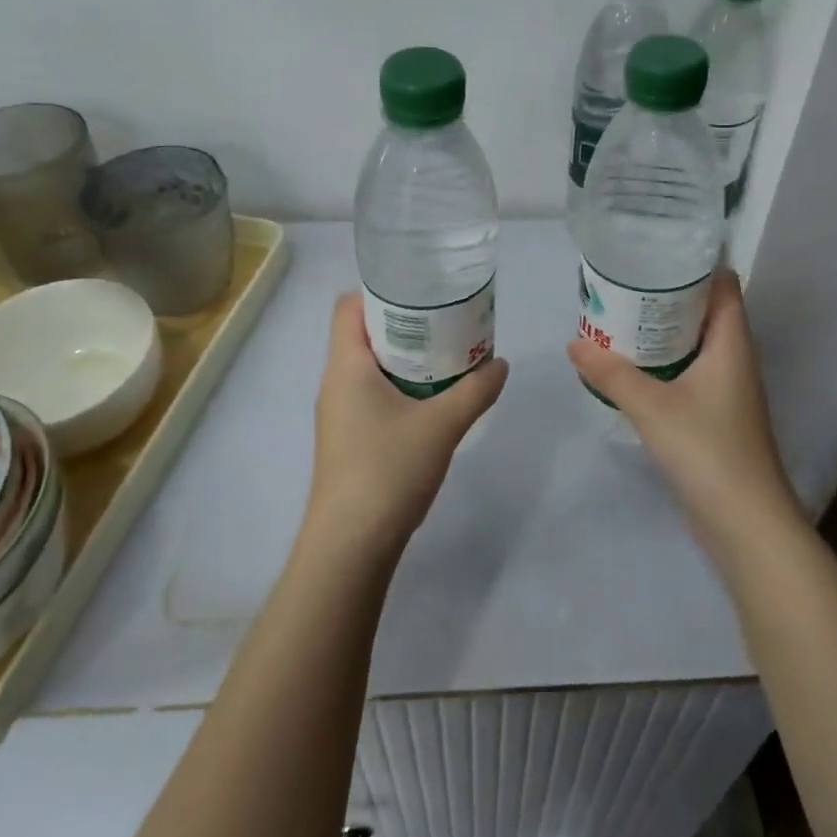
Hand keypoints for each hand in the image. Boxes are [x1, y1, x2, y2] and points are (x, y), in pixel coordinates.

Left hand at [303, 293, 508, 568]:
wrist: (351, 545)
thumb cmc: (388, 470)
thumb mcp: (442, 425)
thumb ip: (476, 391)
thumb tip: (501, 365)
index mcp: (346, 366)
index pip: (349, 306)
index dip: (381, 291)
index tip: (422, 291)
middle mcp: (335, 382)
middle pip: (363, 333)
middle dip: (405, 323)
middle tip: (447, 321)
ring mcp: (339, 413)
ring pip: (370, 367)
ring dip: (406, 358)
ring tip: (447, 356)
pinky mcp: (348, 439)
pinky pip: (372, 394)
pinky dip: (400, 386)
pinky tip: (432, 401)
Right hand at [568, 270, 800, 558]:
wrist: (746, 523)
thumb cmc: (708, 451)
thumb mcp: (652, 407)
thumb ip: (612, 373)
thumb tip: (574, 343)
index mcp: (731, 343)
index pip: (723, 284)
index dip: (696, 264)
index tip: (655, 252)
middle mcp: (733, 359)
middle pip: (705, 311)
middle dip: (667, 297)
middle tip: (622, 285)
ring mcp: (727, 390)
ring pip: (695, 344)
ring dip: (662, 332)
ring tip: (620, 319)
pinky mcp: (716, 416)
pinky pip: (689, 374)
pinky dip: (663, 364)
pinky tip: (631, 368)